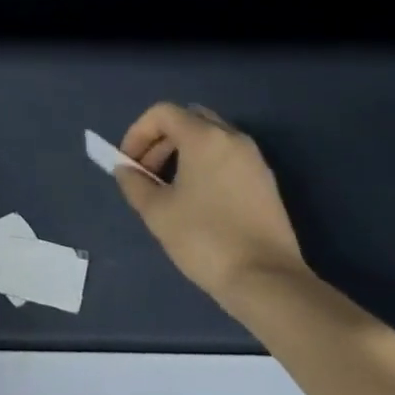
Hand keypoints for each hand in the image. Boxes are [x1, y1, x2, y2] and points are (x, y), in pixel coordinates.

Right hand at [115, 102, 309, 316]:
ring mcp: (254, 159)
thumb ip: (134, 183)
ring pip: (210, 138)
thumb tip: (126, 170)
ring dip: (183, 153)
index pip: (163, 112)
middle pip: (188, 119)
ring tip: (169, 188)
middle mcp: (232, 138)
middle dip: (161, 140)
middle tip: (146, 173)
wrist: (268, 282)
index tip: (129, 163)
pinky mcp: (266, 182)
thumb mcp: (157, 212)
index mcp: (204, 137)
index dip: (138, 132)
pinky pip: (227, 157)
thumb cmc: (206, 239)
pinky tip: (198, 201)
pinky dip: (205, 165)